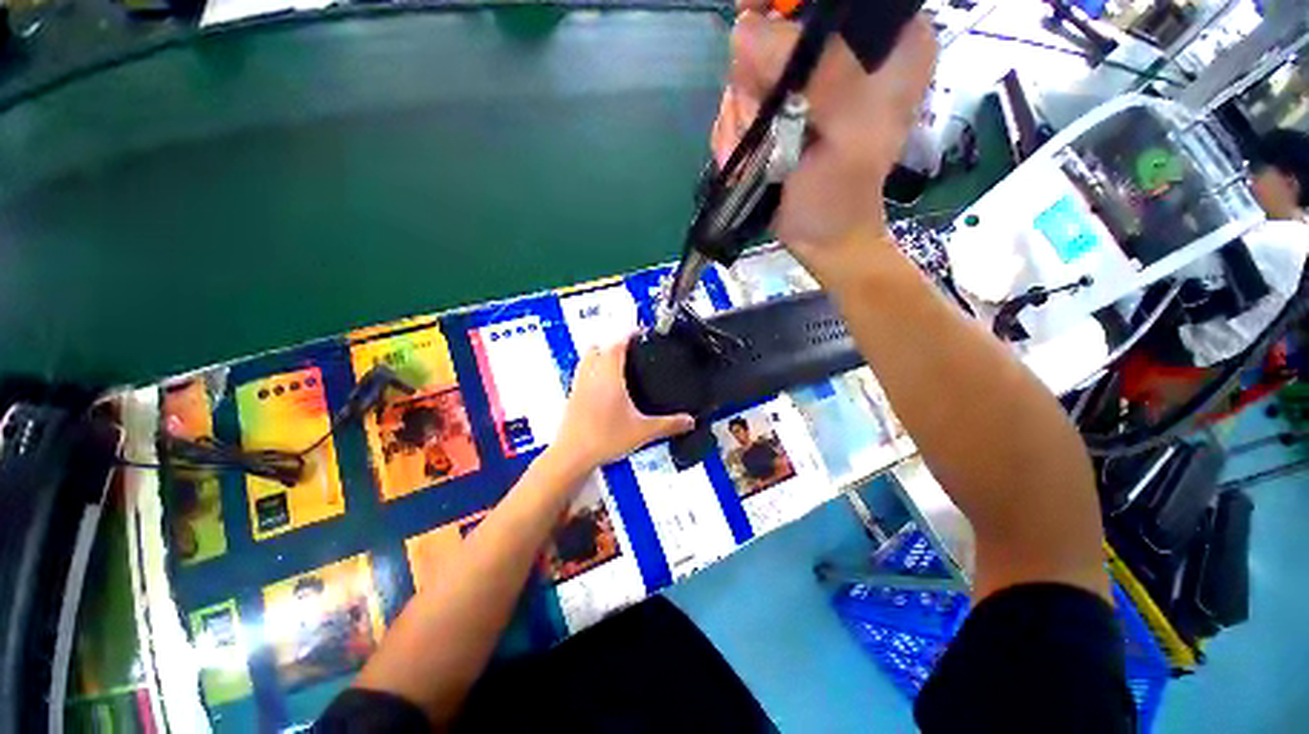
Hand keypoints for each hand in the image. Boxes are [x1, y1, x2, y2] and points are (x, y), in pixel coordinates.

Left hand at [548, 337, 695, 477]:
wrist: (573, 455)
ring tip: (618, 363)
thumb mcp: (642, 432)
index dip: (629, 335)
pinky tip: (604, 385)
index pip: (617, 344)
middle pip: (599, 346)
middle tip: (630, 349)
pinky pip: (582, 372)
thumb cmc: (603, 440)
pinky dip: (593, 369)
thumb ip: (668, 425)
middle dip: (614, 343)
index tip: (639, 333)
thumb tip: (688, 421)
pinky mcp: (573, 395)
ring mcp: (579, 384)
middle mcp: (591, 375)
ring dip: (601, 354)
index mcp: (609, 376)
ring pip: (587, 357)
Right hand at [714, 1, 936, 273]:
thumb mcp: (849, 133)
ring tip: (763, 153)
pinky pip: (737, 102)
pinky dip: (734, 132)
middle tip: (765, 116)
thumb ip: (819, 75)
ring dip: (743, 114)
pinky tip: (751, 158)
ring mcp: (804, 81)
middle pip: (777, 25)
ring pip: (748, 67)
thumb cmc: (843, 194)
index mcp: (888, 40)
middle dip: (757, 76)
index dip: (788, 2)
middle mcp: (844, 51)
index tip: (759, 20)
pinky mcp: (776, 108)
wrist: (820, 238)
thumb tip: (747, 31)